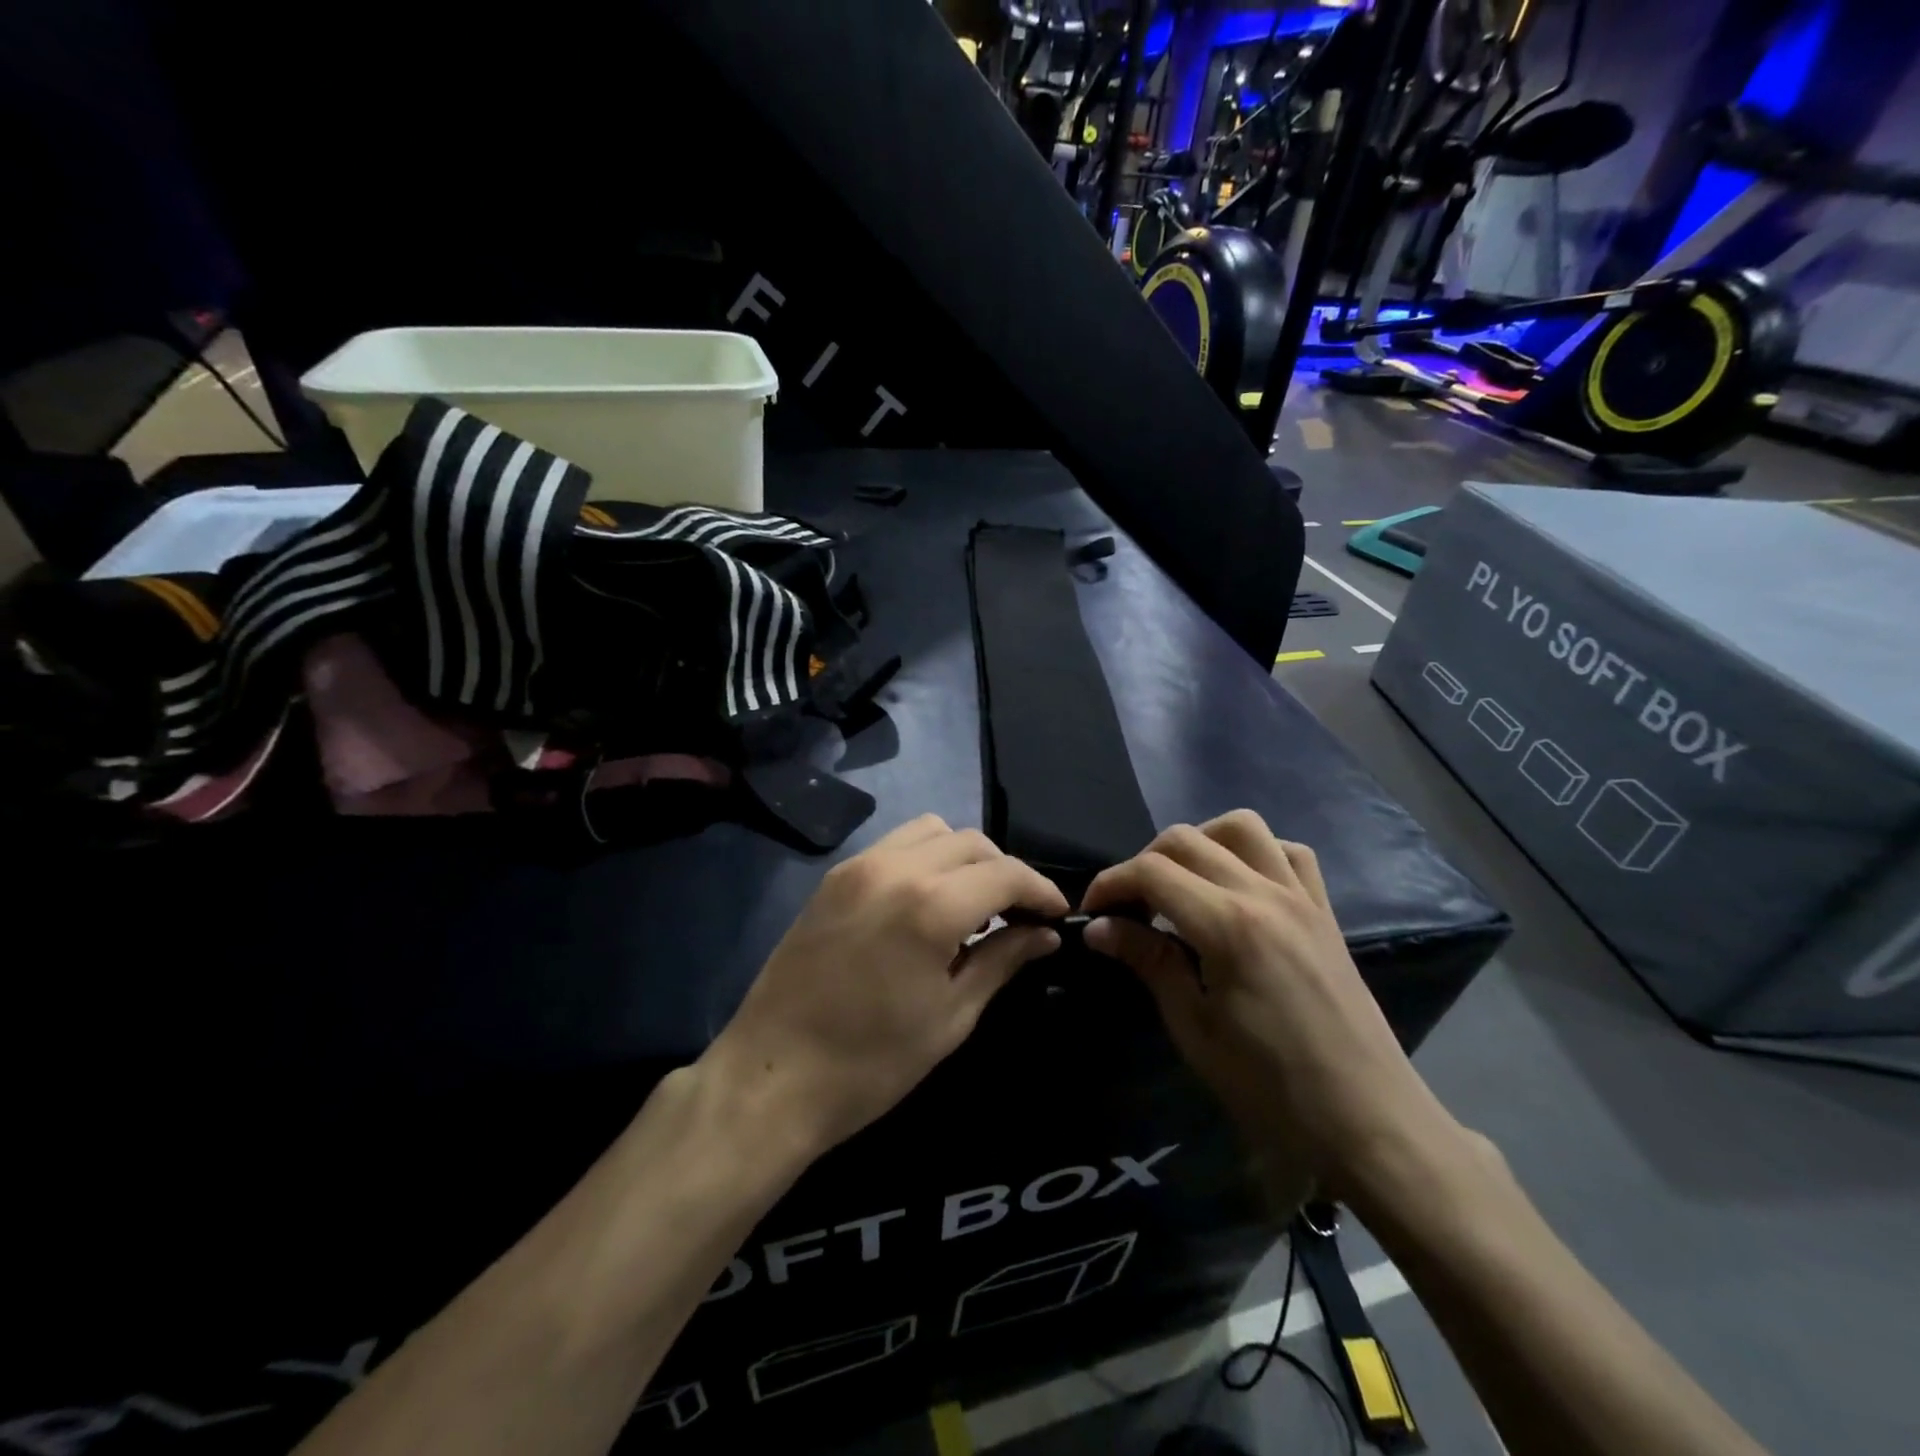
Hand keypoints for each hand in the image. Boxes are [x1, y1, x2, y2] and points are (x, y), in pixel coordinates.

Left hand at [708, 815, 1068, 1157]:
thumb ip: (1002, 961)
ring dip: (963, 856)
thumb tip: (1044, 934)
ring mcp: (858, 867)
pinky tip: (926, 902)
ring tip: (972, 902)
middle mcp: (896, 868)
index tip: (1057, 914)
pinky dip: (924, 859)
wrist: (771, 1077)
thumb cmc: (871, 1063)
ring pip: (931, 831)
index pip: (1006, 873)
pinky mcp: (833, 877)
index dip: (1040, 890)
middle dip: (1004, 871)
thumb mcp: (951, 1017)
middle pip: (971, 842)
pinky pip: (894, 846)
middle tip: (1018, 914)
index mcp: (931, 905)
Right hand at [1081, 811, 1462, 1199]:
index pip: (1152, 872)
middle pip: (1187, 839)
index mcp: (1229, 926)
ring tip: (1182, 885)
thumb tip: (1099, 927)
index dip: (1111, 883)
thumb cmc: (1271, 1088)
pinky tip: (1239, 887)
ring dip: (1200, 843)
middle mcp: (1266, 894)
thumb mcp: (1195, 1030)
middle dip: (1144, 862)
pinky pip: (1290, 853)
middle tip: (1130, 906)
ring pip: (1242, 827)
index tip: (1093, 911)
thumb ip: (1148, 962)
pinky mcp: (1325, 912)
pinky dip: (1255, 854)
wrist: (1369, 1122)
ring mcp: (1302, 898)